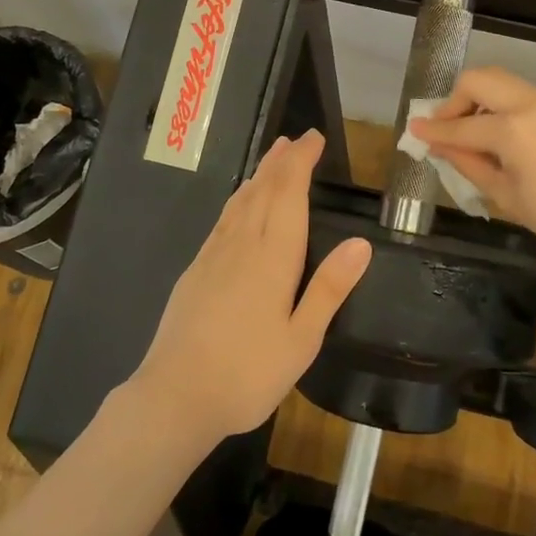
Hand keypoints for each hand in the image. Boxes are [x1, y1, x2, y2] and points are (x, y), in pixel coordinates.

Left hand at [130, 129, 371, 441]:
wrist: (174, 397)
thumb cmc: (247, 373)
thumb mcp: (301, 340)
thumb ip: (329, 288)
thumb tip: (361, 242)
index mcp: (272, 257)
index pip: (289, 194)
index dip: (301, 162)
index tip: (314, 139)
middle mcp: (242, 245)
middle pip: (263, 190)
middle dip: (282, 160)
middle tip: (298, 139)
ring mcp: (214, 255)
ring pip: (240, 201)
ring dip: (260, 174)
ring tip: (273, 156)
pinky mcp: (196, 269)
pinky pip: (223, 219)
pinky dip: (239, 199)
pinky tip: (241, 203)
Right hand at [407, 67, 535, 267]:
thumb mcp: (507, 196)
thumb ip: (469, 164)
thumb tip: (439, 147)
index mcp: (513, 130)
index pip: (461, 126)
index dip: (433, 131)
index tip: (412, 131)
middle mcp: (530, 103)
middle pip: (479, 79)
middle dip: (455, 101)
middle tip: (444, 130)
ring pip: (500, 81)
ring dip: (477, 99)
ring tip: (468, 133)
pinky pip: (519, 94)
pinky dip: (498, 104)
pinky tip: (495, 135)